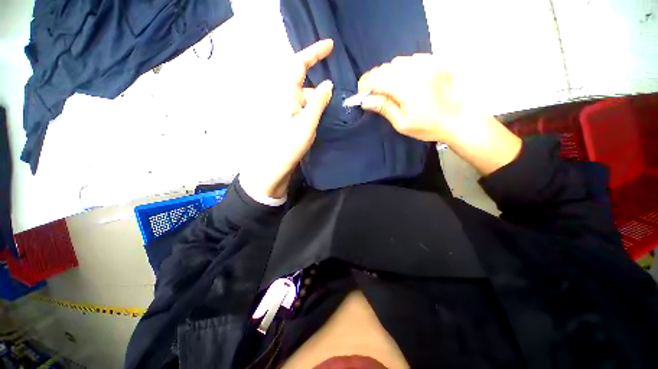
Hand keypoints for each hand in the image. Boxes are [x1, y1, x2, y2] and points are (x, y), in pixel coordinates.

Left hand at [240, 39, 333, 199]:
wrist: (272, 168)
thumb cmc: (288, 146)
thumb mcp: (307, 124)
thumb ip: (318, 102)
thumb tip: (328, 84)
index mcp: (285, 94)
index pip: (299, 64)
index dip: (315, 52)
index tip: (331, 45)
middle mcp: (283, 98)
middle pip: (304, 84)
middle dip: (318, 92)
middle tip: (331, 106)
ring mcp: (285, 110)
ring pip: (305, 99)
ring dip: (316, 105)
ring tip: (322, 121)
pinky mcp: (287, 120)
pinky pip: (302, 109)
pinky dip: (312, 112)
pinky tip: (317, 123)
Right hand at [358, 54, 466, 143]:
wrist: (459, 119)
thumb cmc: (428, 126)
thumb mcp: (402, 124)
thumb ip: (384, 108)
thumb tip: (365, 100)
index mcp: (406, 88)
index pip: (376, 78)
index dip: (365, 85)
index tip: (363, 95)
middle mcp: (416, 70)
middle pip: (385, 67)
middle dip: (376, 80)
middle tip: (378, 95)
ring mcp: (428, 63)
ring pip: (398, 61)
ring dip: (390, 74)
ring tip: (394, 88)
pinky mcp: (436, 61)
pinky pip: (412, 59)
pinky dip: (404, 68)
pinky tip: (409, 80)